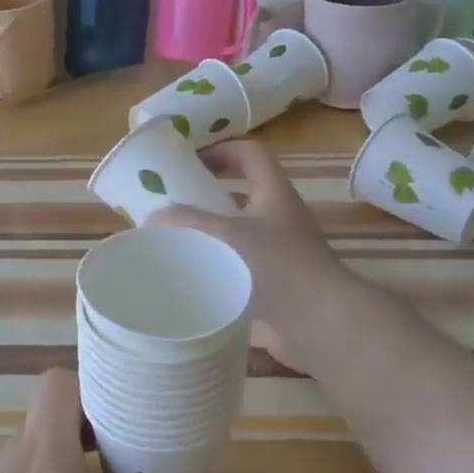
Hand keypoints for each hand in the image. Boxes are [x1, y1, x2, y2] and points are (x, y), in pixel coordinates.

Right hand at [153, 140, 356, 375]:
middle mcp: (280, 217)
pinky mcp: (276, 282)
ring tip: (176, 238)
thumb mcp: (227, 236)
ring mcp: (281, 251)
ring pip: (240, 230)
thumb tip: (152, 217)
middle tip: (174, 201)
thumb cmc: (279, 267)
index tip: (190, 159)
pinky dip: (219, 264)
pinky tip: (193, 275)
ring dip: (212, 231)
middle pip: (243, 192)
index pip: (251, 154)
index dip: (222, 149)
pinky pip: (241, 262)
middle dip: (208, 194)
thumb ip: (188, 223)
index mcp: (274, 193)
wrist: (321, 323)